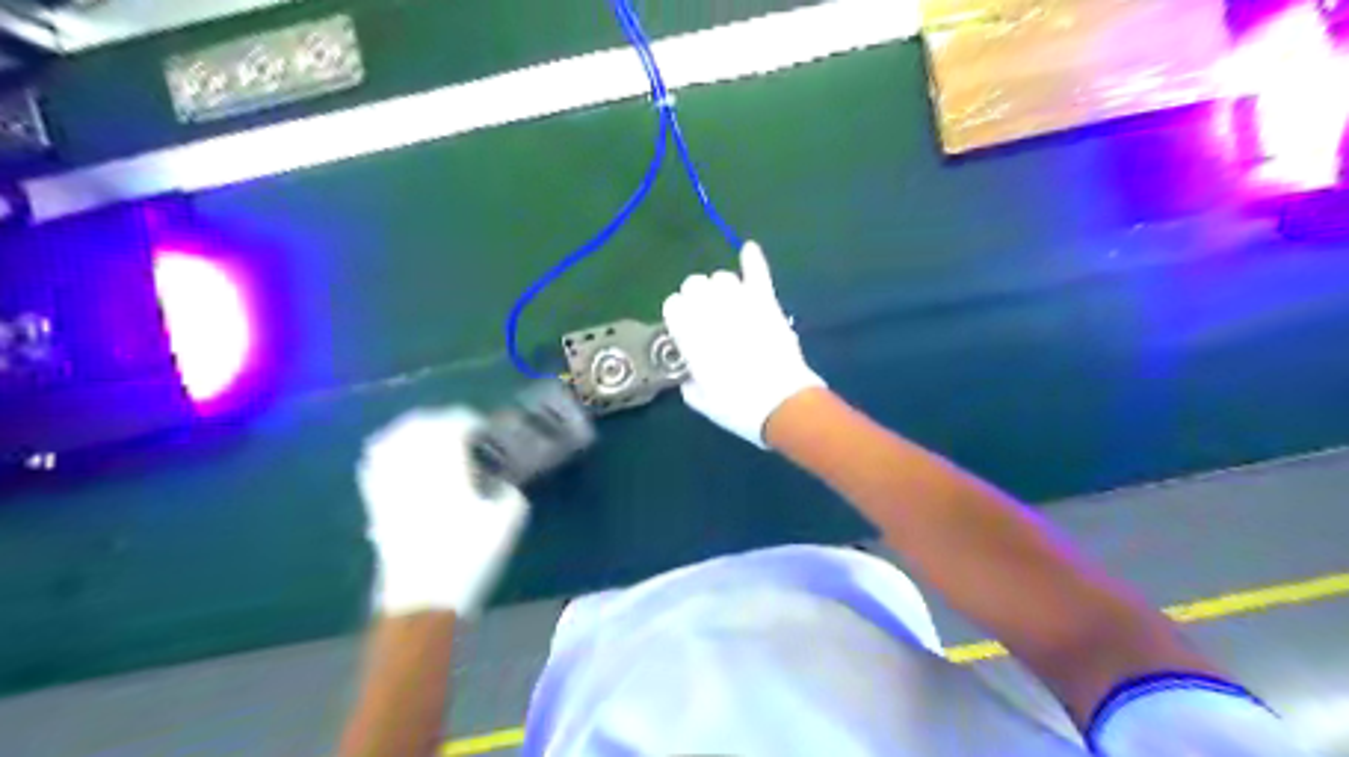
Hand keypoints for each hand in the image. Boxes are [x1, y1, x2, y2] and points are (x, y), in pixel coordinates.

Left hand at [355, 408, 529, 613]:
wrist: (422, 600)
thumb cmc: (468, 557)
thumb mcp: (507, 520)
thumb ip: (508, 490)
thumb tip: (500, 482)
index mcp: (445, 466)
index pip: (453, 424)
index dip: (470, 420)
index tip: (484, 430)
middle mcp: (411, 467)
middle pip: (418, 424)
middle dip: (440, 420)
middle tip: (459, 430)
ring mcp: (388, 484)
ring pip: (390, 440)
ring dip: (411, 431)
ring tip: (429, 438)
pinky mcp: (375, 503)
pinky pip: (374, 464)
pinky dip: (387, 452)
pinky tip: (400, 459)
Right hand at [662, 239, 821, 445]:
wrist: (783, 404)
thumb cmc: (738, 408)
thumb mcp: (700, 402)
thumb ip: (688, 381)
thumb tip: (690, 371)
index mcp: (690, 335)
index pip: (672, 304)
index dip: (677, 315)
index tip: (684, 329)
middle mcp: (711, 311)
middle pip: (694, 284)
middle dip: (695, 298)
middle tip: (706, 318)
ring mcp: (741, 304)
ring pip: (722, 278)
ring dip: (719, 288)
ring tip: (726, 304)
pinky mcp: (767, 304)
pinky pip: (758, 274)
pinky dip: (753, 260)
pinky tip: (748, 248)